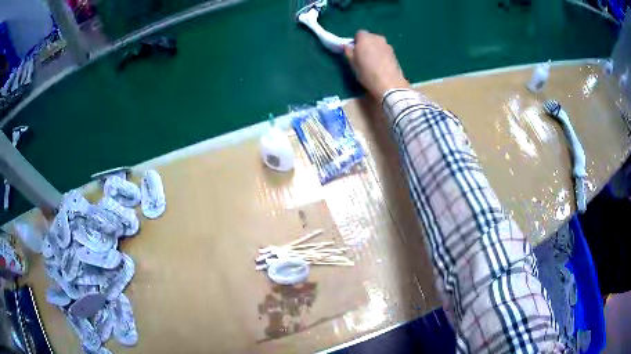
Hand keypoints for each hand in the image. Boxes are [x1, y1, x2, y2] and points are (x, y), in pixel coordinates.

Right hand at [344, 30, 409, 98]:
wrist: (389, 84)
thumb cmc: (367, 72)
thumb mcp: (352, 62)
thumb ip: (348, 51)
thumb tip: (347, 45)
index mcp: (365, 38)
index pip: (359, 34)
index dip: (356, 41)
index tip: (355, 51)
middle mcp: (378, 38)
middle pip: (370, 38)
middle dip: (366, 44)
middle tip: (363, 57)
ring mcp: (388, 46)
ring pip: (378, 44)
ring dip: (375, 50)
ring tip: (373, 63)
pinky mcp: (395, 54)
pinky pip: (385, 51)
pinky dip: (382, 55)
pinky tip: (381, 66)